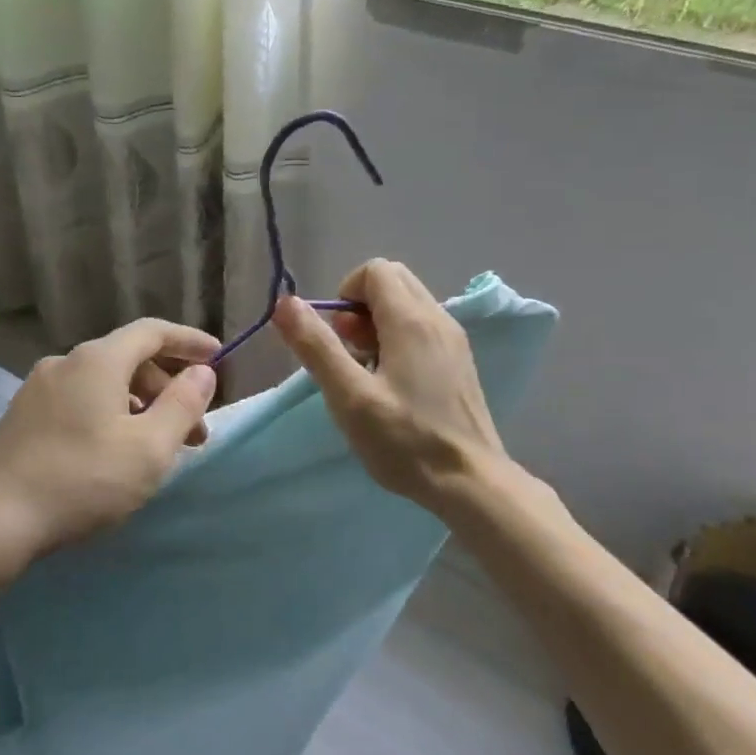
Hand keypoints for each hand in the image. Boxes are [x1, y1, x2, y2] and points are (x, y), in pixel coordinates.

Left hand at [0, 318, 219, 573]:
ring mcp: (37, 388)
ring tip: (157, 447)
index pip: (152, 332)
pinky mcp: (22, 416)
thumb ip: (183, 404)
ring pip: (102, 383)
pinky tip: (114, 450)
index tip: (218, 357)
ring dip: (139, 406)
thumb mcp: (149, 448)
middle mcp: (64, 362)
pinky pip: (78, 400)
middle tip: (195, 431)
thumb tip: (202, 371)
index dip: (189, 341)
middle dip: (167, 388)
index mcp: (97, 360)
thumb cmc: (83, 480)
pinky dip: (108, 414)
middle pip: (128, 359)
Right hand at [272, 259, 517, 513]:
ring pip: (407, 304)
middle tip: (348, 351)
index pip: (374, 270)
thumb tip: (285, 302)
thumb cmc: (404, 441)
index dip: (344, 294)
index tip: (336, 336)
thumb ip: (316, 345)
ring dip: (377, 323)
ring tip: (366, 371)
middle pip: (392, 281)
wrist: (470, 483)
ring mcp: (453, 340)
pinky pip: (422, 328)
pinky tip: (391, 384)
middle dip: (359, 306)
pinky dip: (398, 339)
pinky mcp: (459, 362)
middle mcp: (438, 318)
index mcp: (411, 320)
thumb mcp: (348, 396)